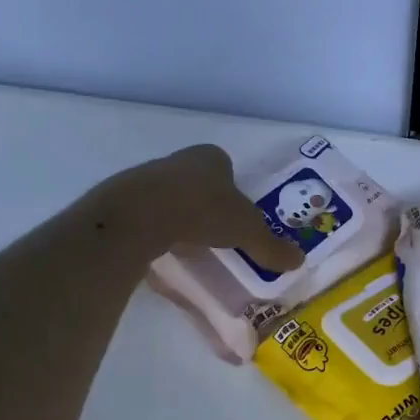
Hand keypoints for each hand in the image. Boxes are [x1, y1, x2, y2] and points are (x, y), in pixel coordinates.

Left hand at [101, 144, 304, 272]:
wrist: (139, 215)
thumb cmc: (202, 210)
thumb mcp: (246, 231)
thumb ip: (270, 246)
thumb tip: (298, 261)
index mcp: (210, 158)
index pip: (224, 165)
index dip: (232, 187)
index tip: (236, 212)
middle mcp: (177, 161)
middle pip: (196, 180)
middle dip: (206, 202)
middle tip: (216, 231)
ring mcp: (146, 179)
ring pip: (169, 196)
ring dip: (179, 216)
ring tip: (189, 245)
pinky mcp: (122, 201)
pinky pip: (146, 215)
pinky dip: (156, 230)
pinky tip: (162, 250)